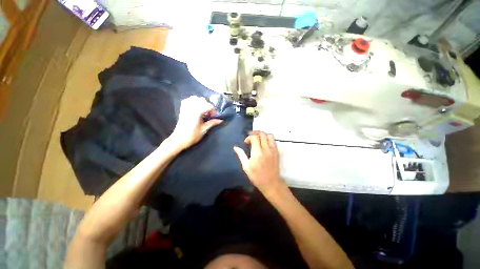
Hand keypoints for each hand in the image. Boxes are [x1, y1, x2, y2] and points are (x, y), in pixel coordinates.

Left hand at [169, 96, 221, 149]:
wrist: (179, 139)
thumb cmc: (192, 136)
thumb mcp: (204, 130)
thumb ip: (212, 123)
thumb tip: (220, 120)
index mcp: (197, 112)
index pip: (209, 106)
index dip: (213, 111)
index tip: (214, 117)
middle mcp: (191, 107)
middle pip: (202, 100)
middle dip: (208, 105)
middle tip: (209, 114)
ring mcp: (186, 107)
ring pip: (195, 98)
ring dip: (201, 102)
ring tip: (203, 110)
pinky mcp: (182, 109)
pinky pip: (187, 100)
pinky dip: (192, 101)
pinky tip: (196, 107)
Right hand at [233, 131, 285, 195]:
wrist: (271, 183)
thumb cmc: (256, 176)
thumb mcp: (246, 167)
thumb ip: (241, 155)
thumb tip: (235, 147)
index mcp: (257, 152)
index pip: (254, 137)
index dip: (249, 137)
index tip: (246, 142)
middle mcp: (266, 149)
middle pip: (262, 134)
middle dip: (255, 133)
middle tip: (251, 137)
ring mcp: (273, 150)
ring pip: (269, 135)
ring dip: (263, 134)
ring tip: (258, 138)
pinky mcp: (277, 151)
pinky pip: (273, 140)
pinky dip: (268, 138)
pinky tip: (264, 143)